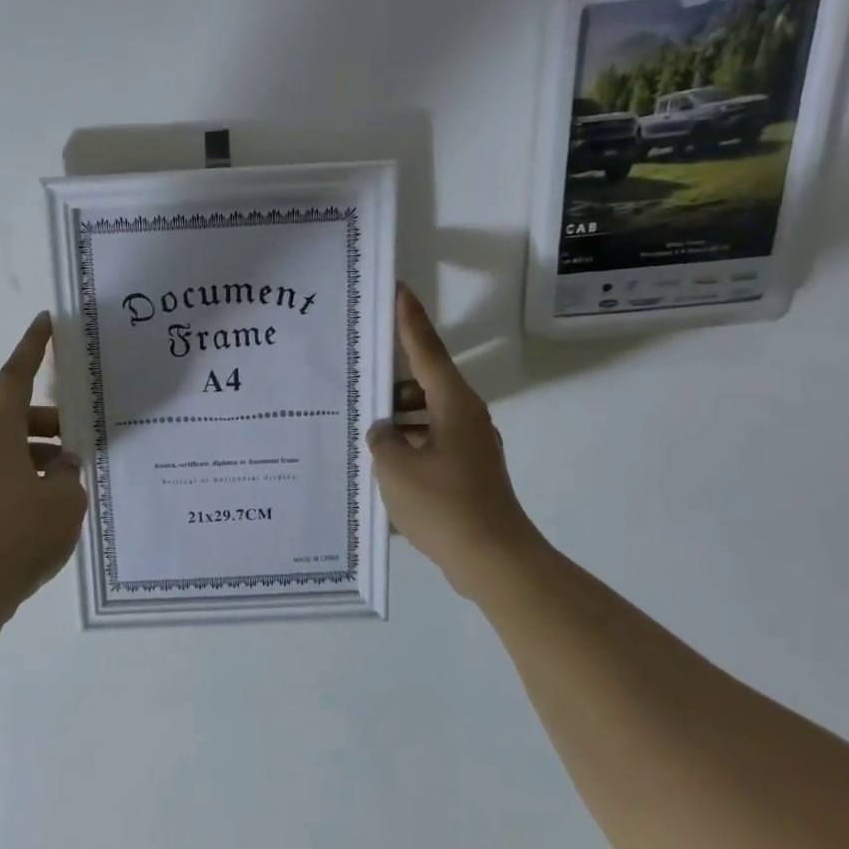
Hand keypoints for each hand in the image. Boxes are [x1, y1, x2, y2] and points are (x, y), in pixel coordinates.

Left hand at [0, 312, 87, 610]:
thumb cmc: (21, 534)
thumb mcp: (65, 500)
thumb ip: (70, 474)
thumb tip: (63, 466)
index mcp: (0, 435)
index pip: (16, 376)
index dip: (32, 347)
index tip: (44, 321)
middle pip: (20, 418)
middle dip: (53, 423)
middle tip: (83, 441)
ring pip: (17, 450)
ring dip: (46, 456)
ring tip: (76, 484)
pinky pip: (11, 476)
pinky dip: (34, 478)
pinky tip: (57, 507)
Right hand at [368, 286, 543, 593]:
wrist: (492, 558)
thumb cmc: (444, 504)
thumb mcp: (396, 467)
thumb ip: (382, 439)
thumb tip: (384, 431)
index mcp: (454, 405)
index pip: (426, 350)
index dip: (410, 320)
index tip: (398, 290)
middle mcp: (465, 418)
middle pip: (424, 383)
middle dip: (390, 378)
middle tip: (356, 371)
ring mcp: (468, 446)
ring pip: (425, 415)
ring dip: (396, 416)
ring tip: (359, 422)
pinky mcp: (465, 472)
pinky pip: (429, 443)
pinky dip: (406, 443)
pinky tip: (379, 460)